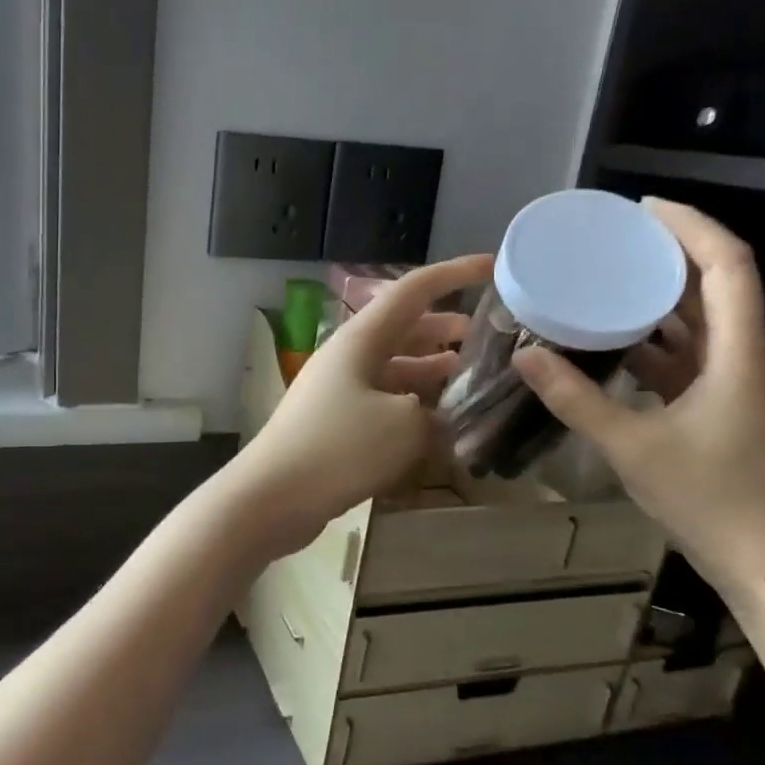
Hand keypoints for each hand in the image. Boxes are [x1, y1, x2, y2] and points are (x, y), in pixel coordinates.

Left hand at [232, 254, 492, 557]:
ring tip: (468, 378)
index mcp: (362, 339)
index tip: (492, 267)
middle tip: (487, 340)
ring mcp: (338, 391)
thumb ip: (437, 414)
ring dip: (431, 369)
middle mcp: (348, 357)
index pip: (414, 290)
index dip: (455, 274)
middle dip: (445, 329)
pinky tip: (436, 424)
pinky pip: (382, 402)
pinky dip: (411, 405)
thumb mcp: (405, 427)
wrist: (271, 497)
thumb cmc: (338, 449)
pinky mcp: (335, 424)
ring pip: (394, 368)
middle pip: (404, 330)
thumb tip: (442, 418)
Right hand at [513, 199, 764, 599]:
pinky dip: (652, 341)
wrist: (763, 559)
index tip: (641, 210)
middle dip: (670, 253)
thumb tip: (525, 355)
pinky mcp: (716, 407)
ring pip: (700, 321)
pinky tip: (611, 342)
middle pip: (716, 284)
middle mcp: (741, 356)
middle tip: (614, 240)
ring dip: (660, 296)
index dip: (691, 227)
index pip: (728, 266)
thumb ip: (575, 399)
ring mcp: (730, 383)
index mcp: (737, 353)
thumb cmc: (708, 498)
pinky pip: (684, 356)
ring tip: (607, 279)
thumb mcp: (631, 446)